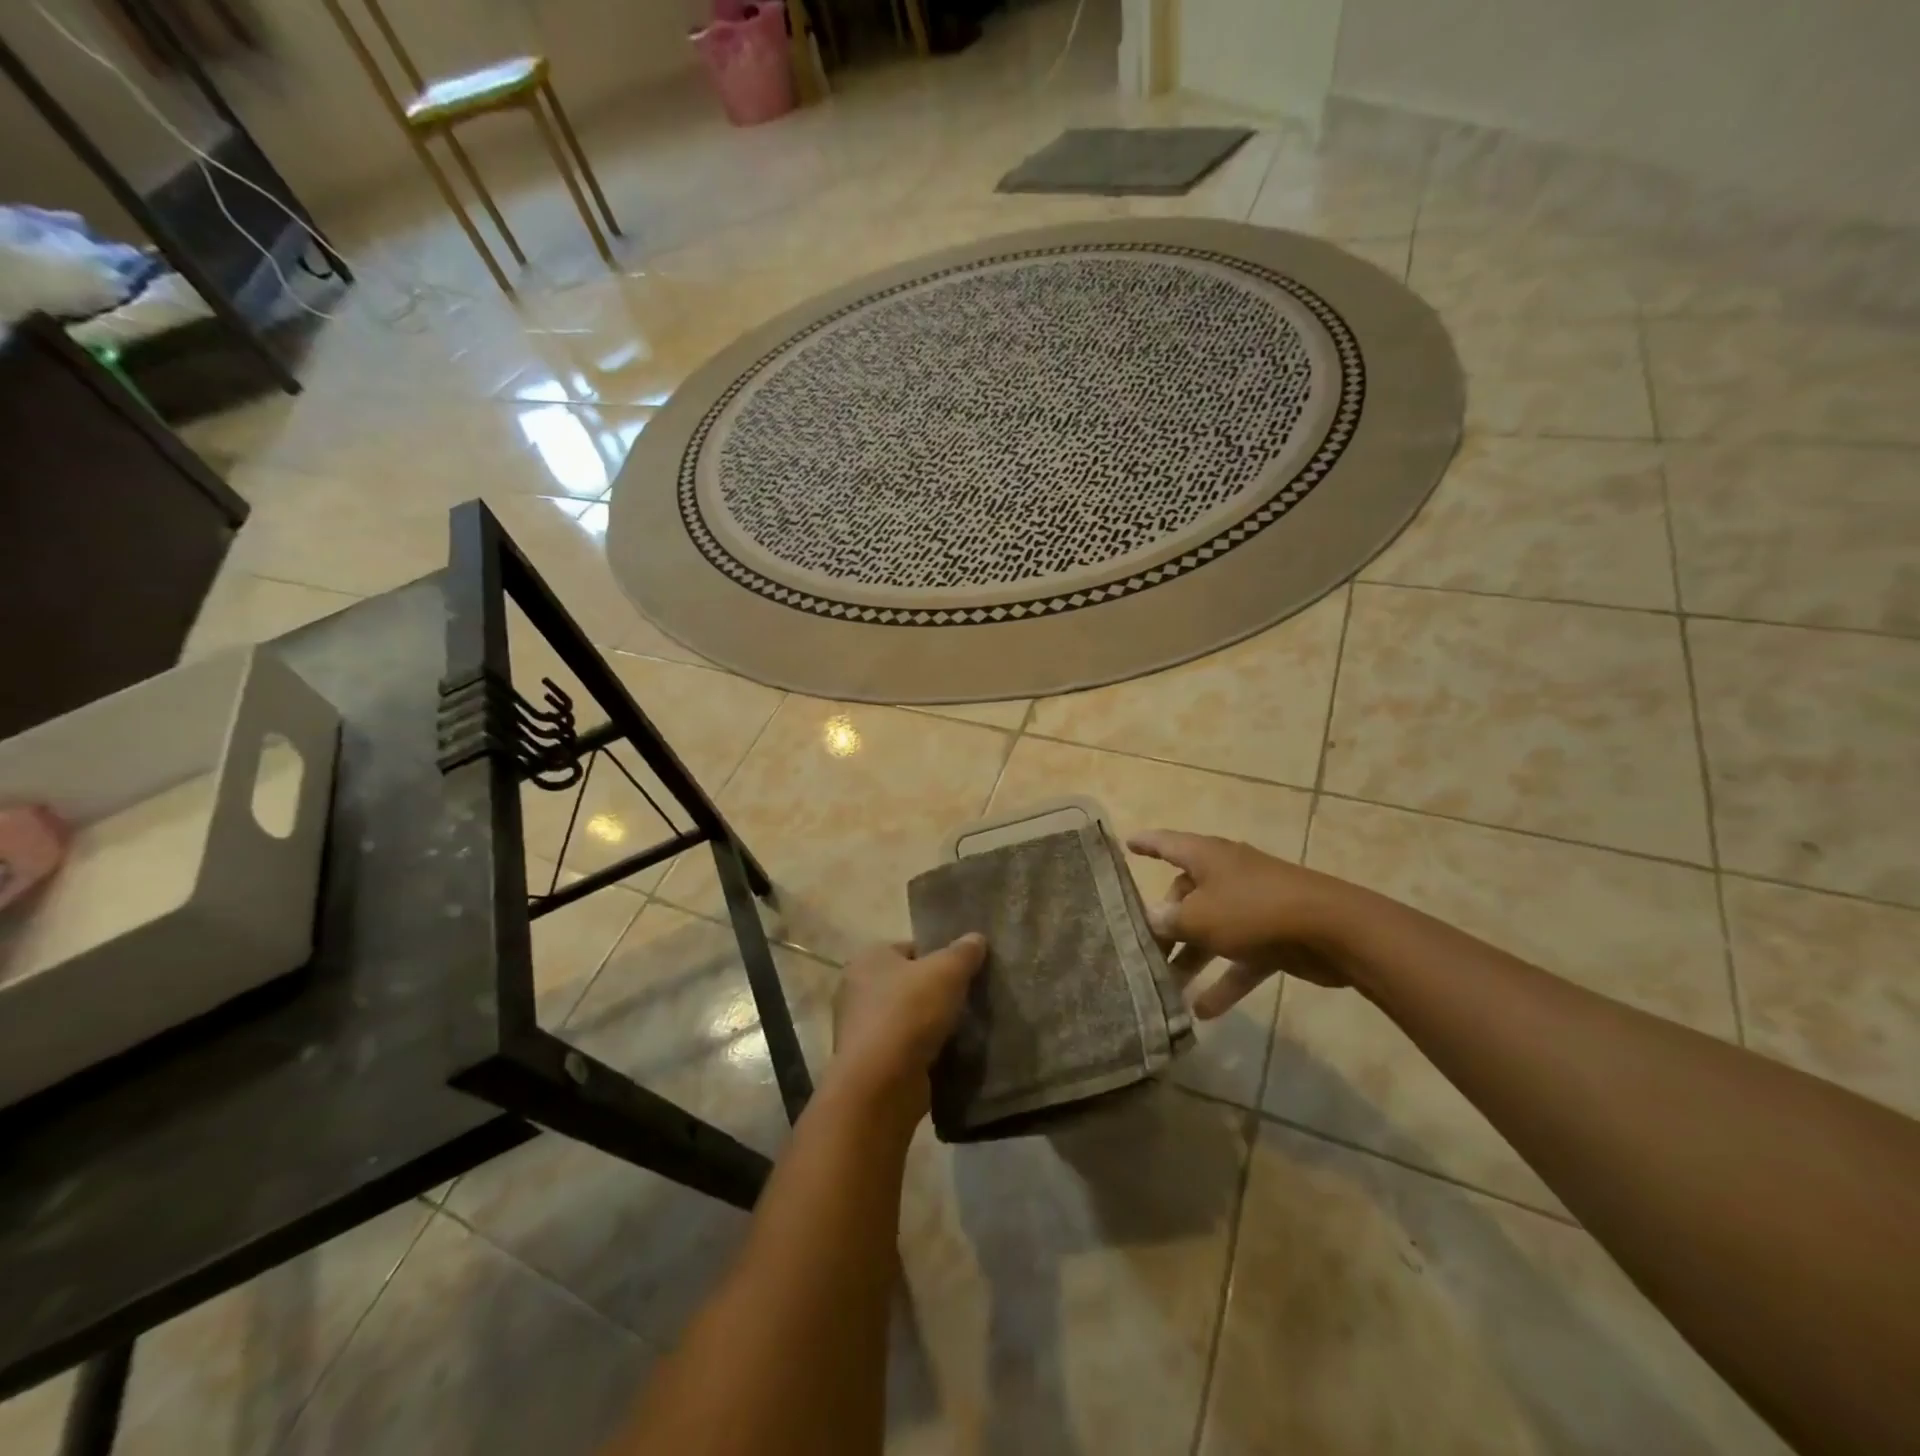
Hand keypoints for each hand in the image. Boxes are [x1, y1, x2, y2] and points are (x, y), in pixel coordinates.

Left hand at [830, 934, 986, 1114]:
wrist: (881, 1084)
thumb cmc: (909, 1012)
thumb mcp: (946, 972)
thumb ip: (963, 952)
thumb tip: (976, 938)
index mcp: (868, 958)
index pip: (909, 948)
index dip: (938, 956)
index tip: (963, 972)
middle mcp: (856, 989)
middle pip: (907, 983)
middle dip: (935, 992)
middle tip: (967, 1000)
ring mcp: (860, 1029)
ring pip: (905, 1017)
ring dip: (929, 1024)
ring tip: (962, 1029)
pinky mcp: (868, 1063)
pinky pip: (903, 1048)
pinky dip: (921, 1051)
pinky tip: (946, 1054)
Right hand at [1128, 829, 1355, 1016]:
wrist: (1333, 931)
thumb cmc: (1253, 910)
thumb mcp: (1199, 918)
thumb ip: (1169, 921)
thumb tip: (1151, 919)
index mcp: (1206, 857)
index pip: (1166, 843)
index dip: (1145, 844)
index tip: (1126, 844)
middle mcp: (1226, 875)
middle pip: (1186, 894)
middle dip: (1164, 922)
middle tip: (1143, 949)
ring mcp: (1252, 905)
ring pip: (1211, 929)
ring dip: (1191, 957)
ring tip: (1166, 986)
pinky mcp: (1273, 936)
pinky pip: (1239, 958)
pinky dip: (1223, 981)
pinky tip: (1203, 1012)